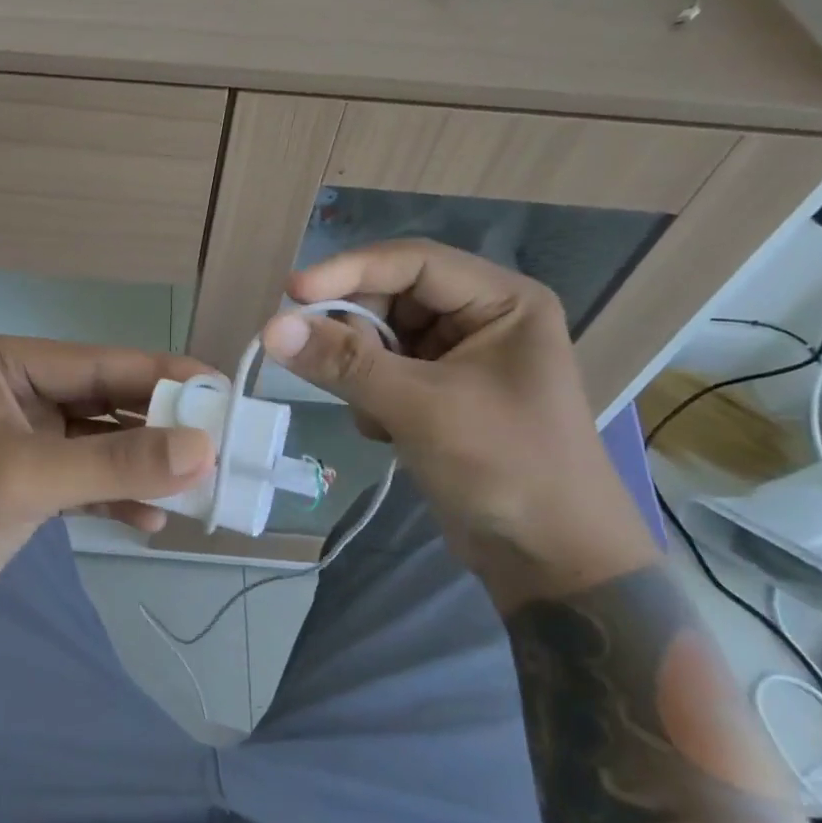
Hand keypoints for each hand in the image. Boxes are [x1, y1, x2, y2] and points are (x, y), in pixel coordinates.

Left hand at [0, 336, 216, 660]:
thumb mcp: (29, 477)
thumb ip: (117, 462)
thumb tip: (204, 448)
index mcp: (10, 365)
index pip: (104, 363)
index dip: (166, 377)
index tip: (226, 395)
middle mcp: (21, 392)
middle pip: (109, 401)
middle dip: (161, 428)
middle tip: (221, 447)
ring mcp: (27, 439)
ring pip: (104, 444)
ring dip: (145, 467)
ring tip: (197, 490)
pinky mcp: (31, 484)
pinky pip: (89, 480)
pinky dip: (119, 497)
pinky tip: (151, 521)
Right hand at [261, 240, 656, 605]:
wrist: (551, 560)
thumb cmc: (504, 466)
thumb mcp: (419, 407)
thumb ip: (343, 363)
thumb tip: (270, 327)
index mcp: (502, 300)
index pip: (411, 262)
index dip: (348, 272)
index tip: (290, 295)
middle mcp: (483, 319)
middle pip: (391, 298)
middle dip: (355, 333)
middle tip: (325, 368)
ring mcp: (461, 359)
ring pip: (382, 339)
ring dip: (362, 373)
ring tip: (374, 416)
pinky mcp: (442, 396)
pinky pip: (385, 374)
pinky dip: (372, 398)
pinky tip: (387, 433)